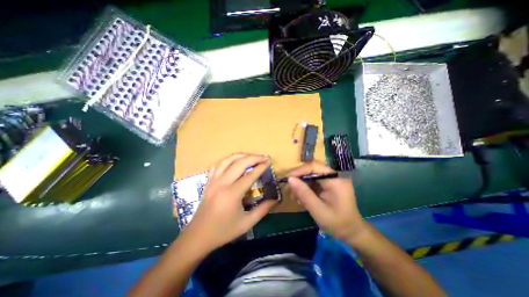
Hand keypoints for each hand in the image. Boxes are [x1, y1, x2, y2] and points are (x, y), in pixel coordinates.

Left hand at [182, 153, 276, 252]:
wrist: (198, 236)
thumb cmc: (223, 231)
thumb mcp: (246, 223)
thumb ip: (263, 210)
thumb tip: (275, 199)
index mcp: (232, 194)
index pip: (250, 175)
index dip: (261, 167)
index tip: (269, 162)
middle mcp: (222, 183)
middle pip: (240, 163)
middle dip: (254, 157)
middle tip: (264, 157)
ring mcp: (213, 180)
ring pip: (228, 160)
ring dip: (241, 155)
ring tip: (252, 156)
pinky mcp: (209, 181)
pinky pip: (218, 165)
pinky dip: (229, 160)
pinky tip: (235, 161)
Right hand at [288, 162, 366, 240]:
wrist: (352, 232)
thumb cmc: (338, 224)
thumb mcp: (318, 210)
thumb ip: (304, 194)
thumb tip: (289, 179)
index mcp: (336, 180)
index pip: (314, 166)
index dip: (299, 170)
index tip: (287, 179)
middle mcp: (335, 175)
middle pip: (312, 169)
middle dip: (299, 177)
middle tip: (288, 188)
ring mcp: (332, 179)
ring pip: (311, 174)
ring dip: (301, 183)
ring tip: (293, 194)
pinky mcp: (329, 184)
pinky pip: (314, 180)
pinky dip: (306, 187)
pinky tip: (301, 196)